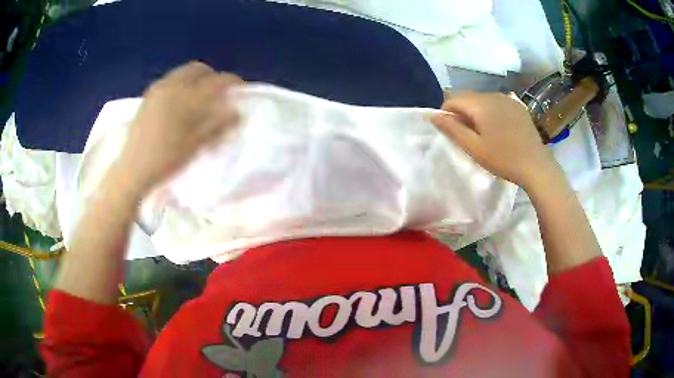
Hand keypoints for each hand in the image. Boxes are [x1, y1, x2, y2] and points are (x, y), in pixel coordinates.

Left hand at [118, 62, 242, 196]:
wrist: (133, 170)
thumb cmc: (166, 159)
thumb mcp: (196, 145)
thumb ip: (218, 126)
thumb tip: (236, 113)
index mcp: (186, 97)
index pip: (216, 81)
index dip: (232, 82)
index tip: (240, 89)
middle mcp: (171, 86)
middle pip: (197, 69)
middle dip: (211, 76)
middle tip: (217, 92)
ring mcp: (156, 91)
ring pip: (181, 73)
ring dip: (194, 80)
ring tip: (198, 98)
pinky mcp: (146, 98)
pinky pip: (168, 82)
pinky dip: (179, 85)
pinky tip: (178, 103)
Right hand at [430, 92, 561, 188]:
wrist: (536, 166)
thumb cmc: (503, 159)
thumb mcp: (474, 148)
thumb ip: (452, 129)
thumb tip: (432, 115)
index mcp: (481, 104)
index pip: (453, 99)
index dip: (446, 112)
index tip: (451, 131)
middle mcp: (493, 95)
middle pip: (468, 97)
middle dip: (462, 112)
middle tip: (467, 135)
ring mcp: (508, 99)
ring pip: (483, 99)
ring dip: (477, 111)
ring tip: (483, 132)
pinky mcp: (518, 106)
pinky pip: (497, 103)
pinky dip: (491, 111)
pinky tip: (499, 129)